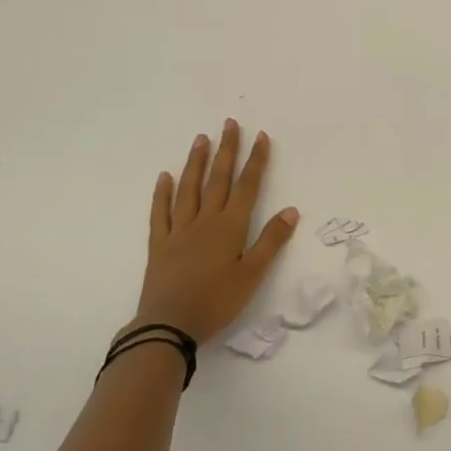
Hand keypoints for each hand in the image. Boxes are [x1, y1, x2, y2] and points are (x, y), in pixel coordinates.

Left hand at [131, 121, 298, 344]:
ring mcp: (179, 231)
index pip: (247, 186)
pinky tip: (165, 177)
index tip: (260, 136)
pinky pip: (160, 213)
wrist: (168, 326)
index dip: (255, 161)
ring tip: (200, 139)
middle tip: (229, 123)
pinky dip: (162, 193)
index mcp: (230, 227)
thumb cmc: (216, 302)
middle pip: (218, 179)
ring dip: (196, 162)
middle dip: (226, 150)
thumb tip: (291, 210)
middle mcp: (205, 221)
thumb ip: (271, 241)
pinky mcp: (159, 245)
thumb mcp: (252, 275)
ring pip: (189, 189)